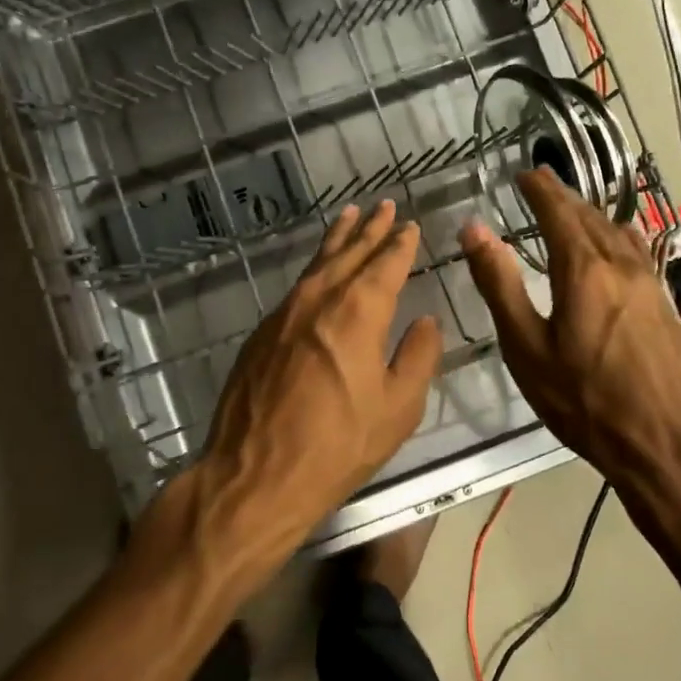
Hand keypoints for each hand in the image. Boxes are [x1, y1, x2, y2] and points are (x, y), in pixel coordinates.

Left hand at [187, 200, 442, 574]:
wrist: (255, 474)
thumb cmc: (336, 446)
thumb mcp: (397, 409)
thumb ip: (417, 357)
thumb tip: (426, 321)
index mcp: (357, 312)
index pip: (385, 264)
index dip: (399, 244)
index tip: (409, 225)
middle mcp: (319, 300)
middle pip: (349, 253)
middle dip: (369, 229)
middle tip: (384, 205)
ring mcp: (284, 313)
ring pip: (317, 264)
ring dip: (337, 239)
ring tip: (350, 216)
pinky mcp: (263, 332)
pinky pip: (297, 286)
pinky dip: (315, 267)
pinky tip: (319, 270)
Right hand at [461, 168, 680, 482]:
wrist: (666, 446)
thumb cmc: (584, 400)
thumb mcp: (527, 346)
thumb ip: (500, 283)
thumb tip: (474, 229)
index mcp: (584, 269)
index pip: (559, 211)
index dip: (540, 188)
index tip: (523, 173)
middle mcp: (622, 265)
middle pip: (590, 216)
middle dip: (563, 197)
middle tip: (541, 185)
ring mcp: (651, 284)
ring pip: (616, 233)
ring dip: (590, 215)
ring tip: (571, 211)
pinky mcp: (666, 305)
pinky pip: (636, 252)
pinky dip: (614, 236)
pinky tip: (614, 246)